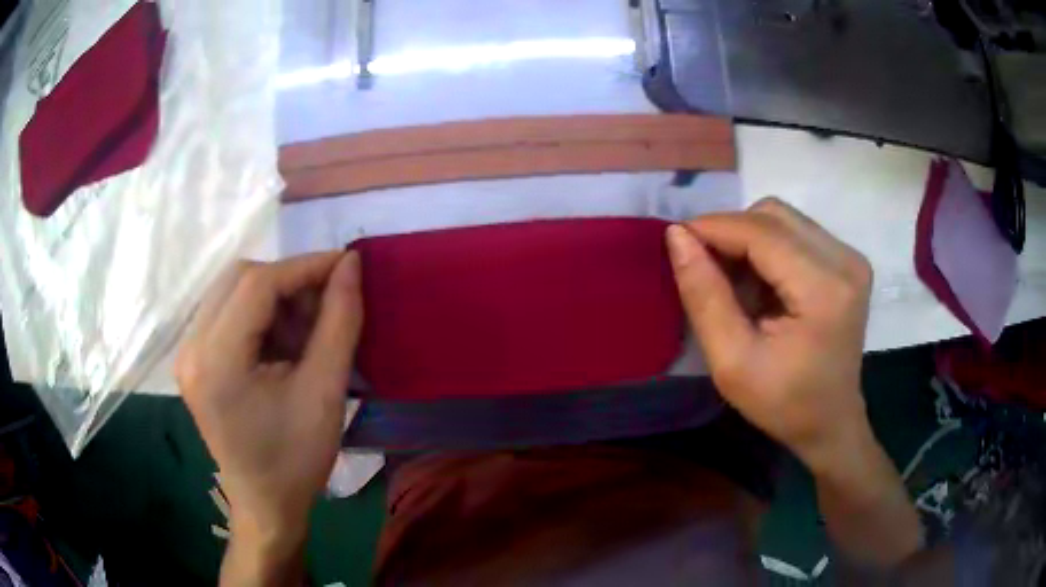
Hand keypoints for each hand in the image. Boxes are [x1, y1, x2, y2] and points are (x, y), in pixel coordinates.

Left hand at [176, 251, 362, 573]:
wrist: (265, 504)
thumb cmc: (296, 458)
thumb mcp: (325, 392)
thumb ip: (339, 321)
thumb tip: (350, 265)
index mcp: (216, 361)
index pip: (257, 283)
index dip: (304, 266)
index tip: (345, 265)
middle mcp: (191, 348)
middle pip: (239, 277)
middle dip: (287, 280)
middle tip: (325, 302)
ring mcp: (187, 353)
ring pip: (231, 290)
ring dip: (273, 296)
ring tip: (304, 329)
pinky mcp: (193, 360)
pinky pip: (225, 312)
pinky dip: (258, 314)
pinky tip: (280, 342)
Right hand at [666, 198, 874, 472]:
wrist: (830, 423)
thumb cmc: (783, 404)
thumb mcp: (731, 362)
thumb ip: (704, 296)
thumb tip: (677, 236)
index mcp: (824, 290)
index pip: (761, 232)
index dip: (713, 228)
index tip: (676, 241)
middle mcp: (845, 260)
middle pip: (773, 215)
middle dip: (730, 232)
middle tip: (705, 268)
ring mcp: (851, 258)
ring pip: (783, 219)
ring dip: (749, 239)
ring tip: (734, 281)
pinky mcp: (849, 261)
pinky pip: (796, 233)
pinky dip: (768, 248)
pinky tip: (761, 284)